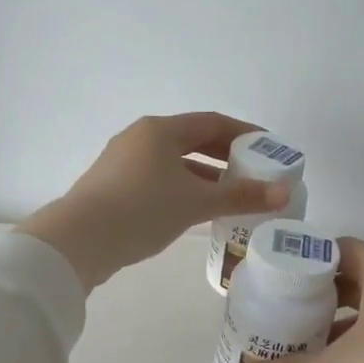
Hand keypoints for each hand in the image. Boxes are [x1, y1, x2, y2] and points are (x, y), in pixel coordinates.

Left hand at [16, 113, 290, 289]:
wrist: (79, 240)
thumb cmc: (143, 210)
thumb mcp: (196, 203)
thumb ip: (240, 196)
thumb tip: (284, 193)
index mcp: (160, 130)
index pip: (212, 122)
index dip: (244, 133)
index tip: (268, 147)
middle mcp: (140, 138)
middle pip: (191, 140)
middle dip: (224, 155)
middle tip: (253, 171)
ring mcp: (122, 162)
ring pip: (173, 162)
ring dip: (203, 175)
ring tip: (229, 195)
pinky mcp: (112, 186)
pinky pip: (157, 179)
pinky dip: (181, 188)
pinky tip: (194, 210)